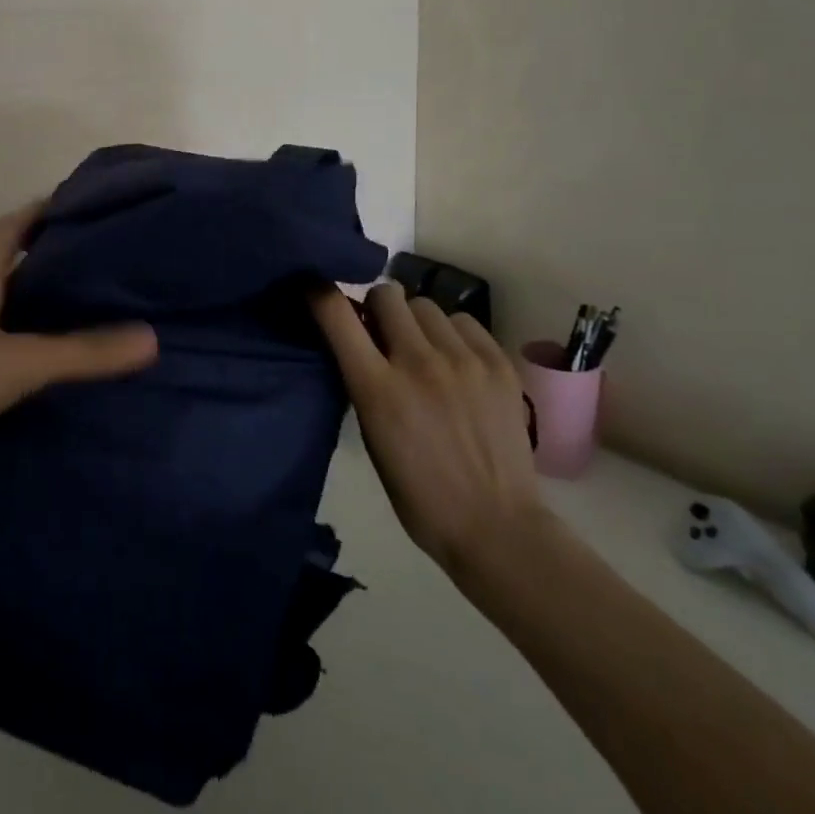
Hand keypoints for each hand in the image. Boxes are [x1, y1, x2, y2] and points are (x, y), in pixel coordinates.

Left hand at [0, 203, 157, 491]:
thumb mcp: (20, 363)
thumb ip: (83, 353)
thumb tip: (151, 337)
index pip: (10, 230)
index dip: (40, 210)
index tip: (76, 202)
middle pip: (11, 266)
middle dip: (50, 256)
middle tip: (99, 259)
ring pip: (5, 307)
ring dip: (39, 301)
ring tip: (86, 306)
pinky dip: (26, 341)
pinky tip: (50, 361)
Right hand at [311, 282, 544, 581]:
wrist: (496, 526)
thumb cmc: (419, 493)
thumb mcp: (372, 436)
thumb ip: (363, 382)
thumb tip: (359, 342)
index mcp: (377, 388)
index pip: (337, 314)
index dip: (320, 293)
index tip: (316, 287)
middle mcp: (418, 362)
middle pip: (386, 295)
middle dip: (376, 307)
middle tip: (382, 331)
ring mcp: (463, 360)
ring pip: (425, 305)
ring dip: (415, 321)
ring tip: (424, 349)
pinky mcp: (498, 363)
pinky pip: (463, 321)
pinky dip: (452, 333)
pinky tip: (456, 361)